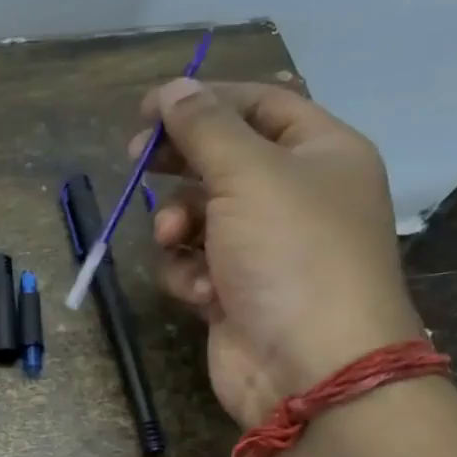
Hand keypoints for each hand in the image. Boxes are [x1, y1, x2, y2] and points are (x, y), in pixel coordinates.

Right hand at [139, 78, 421, 428]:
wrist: (310, 367)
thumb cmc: (291, 254)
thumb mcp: (248, 174)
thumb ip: (204, 127)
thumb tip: (172, 89)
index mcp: (321, 153)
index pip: (260, 104)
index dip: (205, 99)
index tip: (148, 108)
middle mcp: (296, 196)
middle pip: (224, 159)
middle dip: (178, 163)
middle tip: (135, 161)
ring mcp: (264, 249)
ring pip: (199, 216)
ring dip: (177, 225)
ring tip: (176, 240)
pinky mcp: (235, 292)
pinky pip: (195, 264)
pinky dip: (188, 273)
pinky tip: (199, 291)